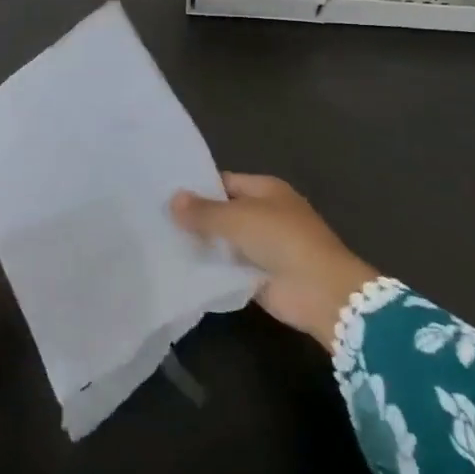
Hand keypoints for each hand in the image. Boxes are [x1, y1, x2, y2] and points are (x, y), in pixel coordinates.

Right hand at [170, 174, 377, 351]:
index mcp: (266, 190)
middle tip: (155, 219)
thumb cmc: (282, 240)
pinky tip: (179, 268)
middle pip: (223, 212)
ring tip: (159, 242)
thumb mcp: (238, 218)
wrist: (319, 290)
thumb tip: (173, 200)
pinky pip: (227, 268)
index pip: (224, 182)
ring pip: (223, 241)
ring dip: (201, 245)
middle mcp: (264, 214)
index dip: (197, 187)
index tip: (164, 194)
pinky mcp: (257, 275)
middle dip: (196, 217)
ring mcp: (262, 246)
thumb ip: (204, 211)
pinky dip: (209, 269)